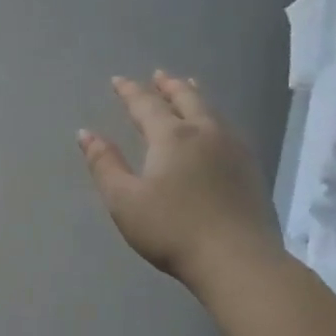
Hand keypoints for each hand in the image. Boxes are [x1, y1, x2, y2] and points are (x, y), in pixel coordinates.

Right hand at [79, 72, 279, 284]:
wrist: (238, 260)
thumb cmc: (172, 229)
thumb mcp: (124, 200)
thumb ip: (104, 164)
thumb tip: (86, 133)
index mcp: (171, 136)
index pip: (146, 104)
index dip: (130, 91)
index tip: (118, 80)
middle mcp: (204, 133)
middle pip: (186, 99)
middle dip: (169, 86)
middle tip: (159, 75)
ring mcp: (233, 149)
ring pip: (211, 111)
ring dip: (195, 96)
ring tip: (189, 87)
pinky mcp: (250, 169)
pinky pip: (227, 128)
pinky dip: (213, 117)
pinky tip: (215, 128)